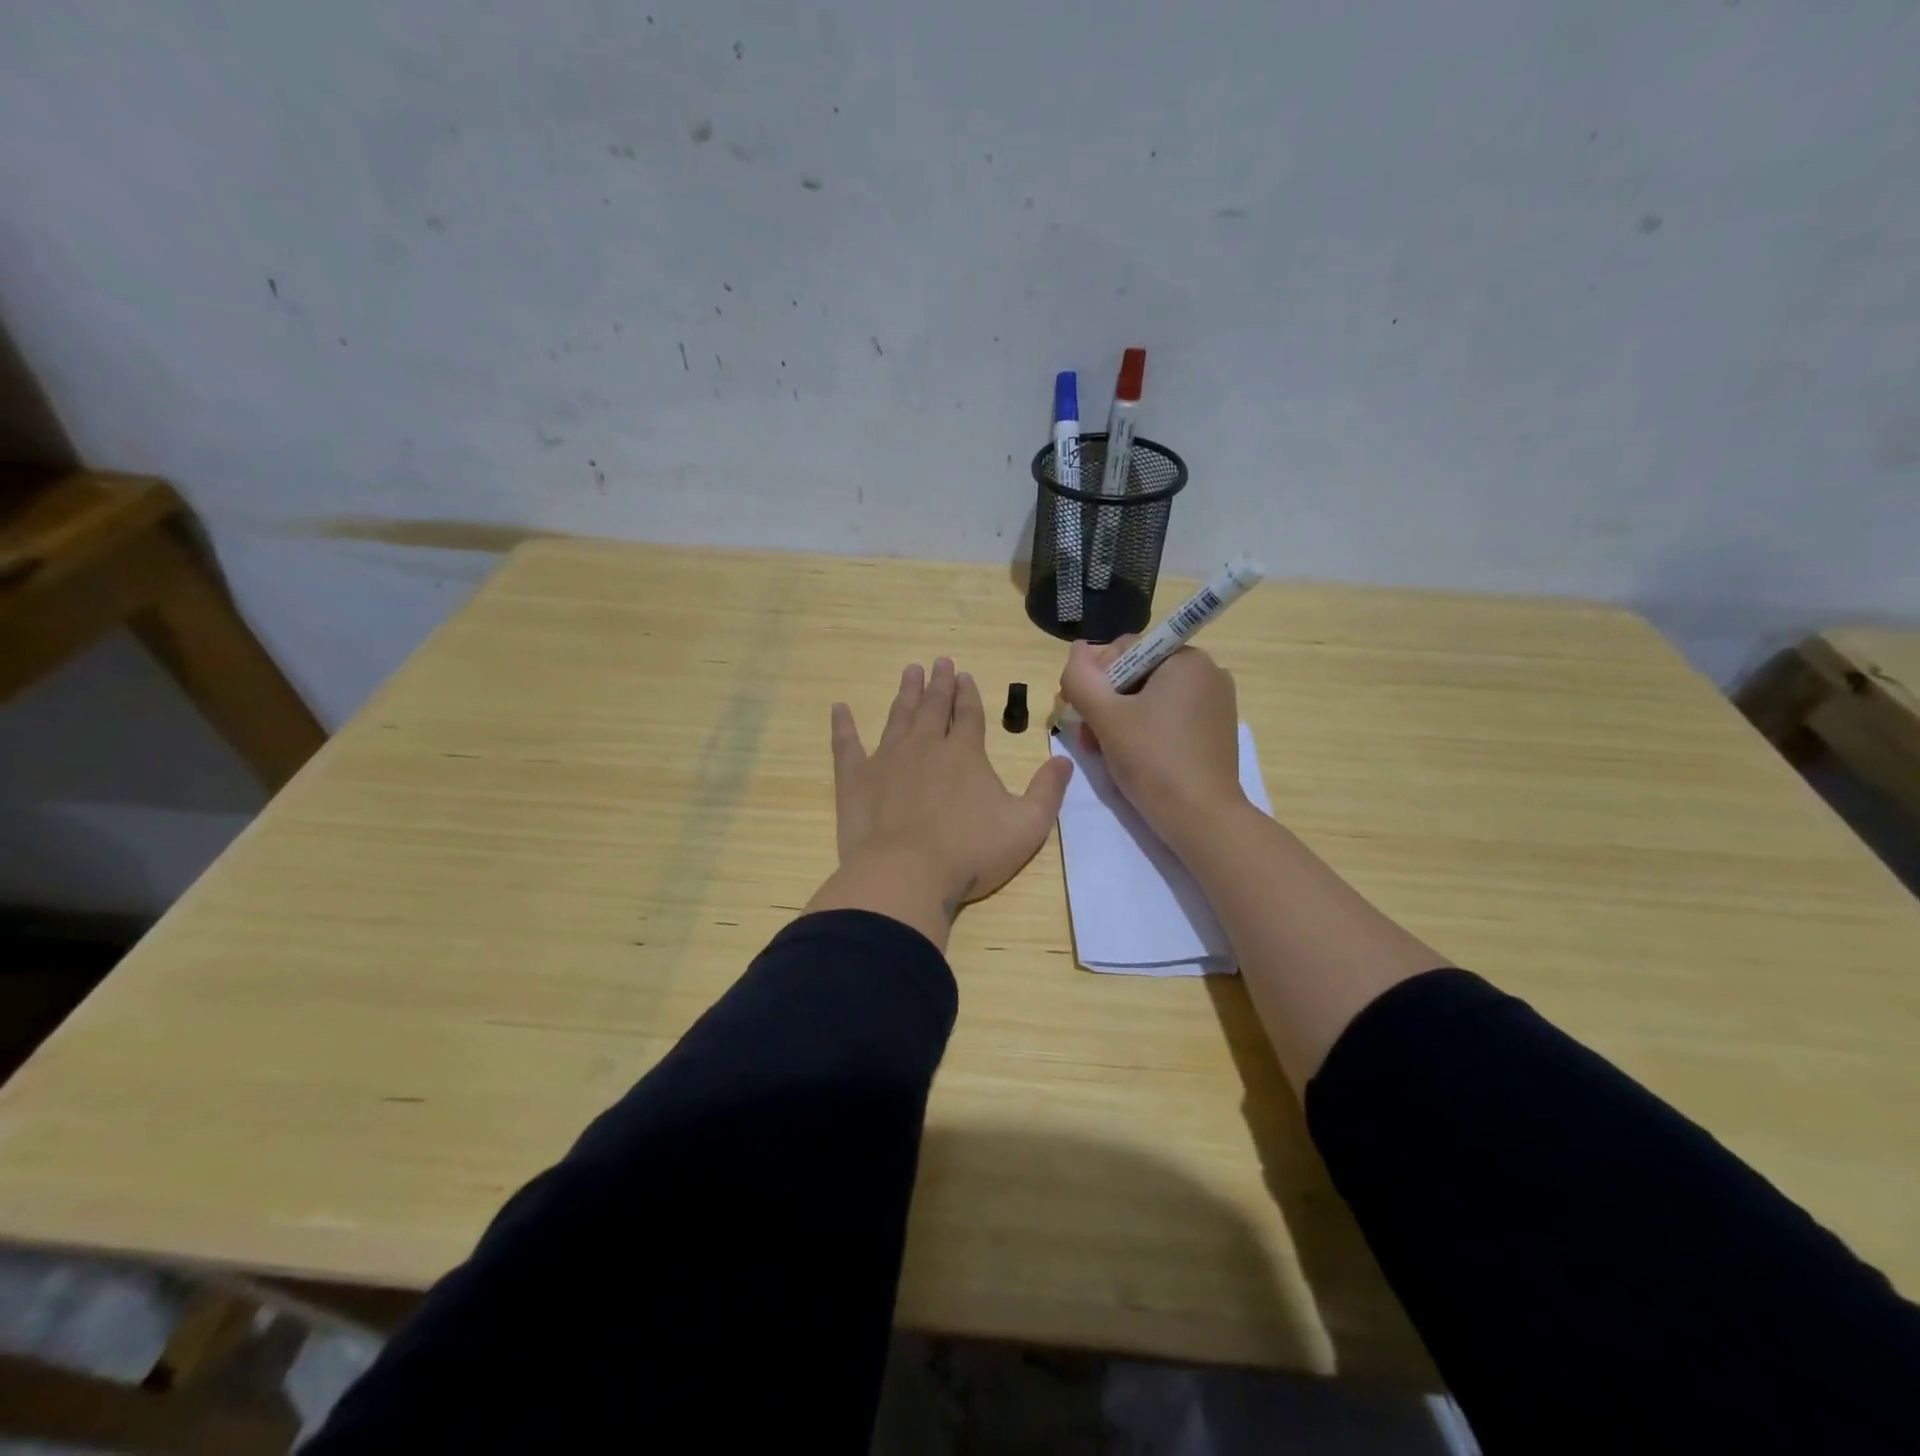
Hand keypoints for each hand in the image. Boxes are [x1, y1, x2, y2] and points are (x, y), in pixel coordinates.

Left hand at [806, 658, 1074, 948]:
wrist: (906, 875)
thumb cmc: (970, 853)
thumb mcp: (1027, 826)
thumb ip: (1047, 791)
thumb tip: (1064, 759)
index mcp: (965, 754)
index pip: (969, 715)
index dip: (969, 695)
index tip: (965, 675)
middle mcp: (926, 746)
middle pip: (934, 707)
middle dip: (939, 684)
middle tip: (939, 662)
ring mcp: (887, 759)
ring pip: (898, 717)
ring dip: (906, 694)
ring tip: (910, 672)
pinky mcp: (856, 779)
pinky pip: (847, 745)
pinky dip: (843, 726)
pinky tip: (839, 708)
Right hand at [1059, 637, 1246, 846]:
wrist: (1202, 818)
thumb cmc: (1153, 760)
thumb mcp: (1106, 717)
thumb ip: (1082, 678)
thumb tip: (1077, 649)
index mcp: (1186, 659)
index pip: (1125, 650)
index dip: (1095, 679)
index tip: (1081, 713)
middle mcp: (1207, 673)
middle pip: (1137, 675)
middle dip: (1106, 704)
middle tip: (1089, 739)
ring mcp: (1215, 703)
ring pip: (1150, 699)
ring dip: (1120, 720)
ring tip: (1104, 752)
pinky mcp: (1215, 731)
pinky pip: (1169, 718)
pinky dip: (1145, 731)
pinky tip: (1131, 757)